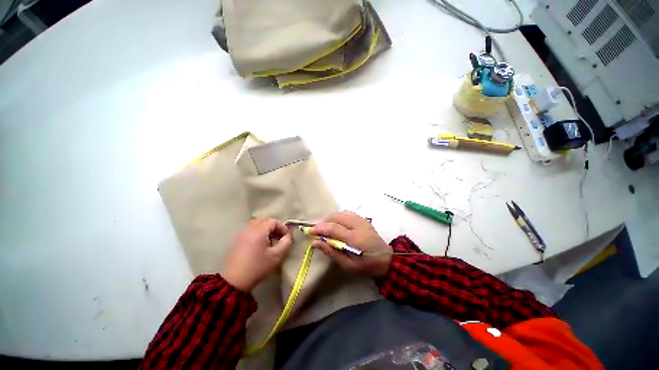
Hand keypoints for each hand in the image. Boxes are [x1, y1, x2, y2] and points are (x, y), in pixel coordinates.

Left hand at [222, 218, 293, 291]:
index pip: (273, 221)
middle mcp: (249, 229)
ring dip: (266, 229)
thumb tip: (288, 236)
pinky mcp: (237, 240)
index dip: (283, 227)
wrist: (233, 282)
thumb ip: (285, 243)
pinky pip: (250, 230)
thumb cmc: (257, 268)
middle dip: (274, 226)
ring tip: (271, 240)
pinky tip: (260, 244)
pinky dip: (258, 232)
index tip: (287, 237)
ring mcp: (241, 234)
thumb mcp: (276, 256)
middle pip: (264, 220)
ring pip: (256, 224)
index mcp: (258, 231)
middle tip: (279, 237)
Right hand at [310, 211, 391, 276]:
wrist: (386, 259)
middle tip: (317, 231)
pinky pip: (347, 213)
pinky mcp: (363, 219)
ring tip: (325, 228)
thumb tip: (315, 243)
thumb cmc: (366, 266)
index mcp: (354, 239)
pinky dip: (338, 216)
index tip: (310, 231)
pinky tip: (336, 224)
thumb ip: (331, 252)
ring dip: (330, 218)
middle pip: (336, 217)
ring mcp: (361, 220)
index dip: (320, 228)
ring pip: (341, 213)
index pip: (333, 228)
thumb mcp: (347, 265)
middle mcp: (357, 225)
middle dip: (324, 222)